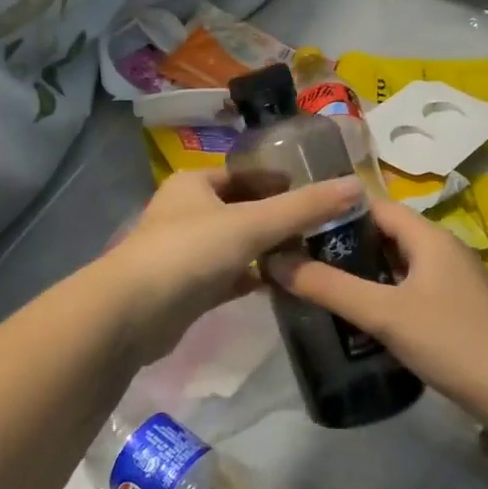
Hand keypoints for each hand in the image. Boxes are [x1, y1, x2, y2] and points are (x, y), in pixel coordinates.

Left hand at [106, 169, 364, 361]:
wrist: (132, 313)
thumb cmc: (189, 252)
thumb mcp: (251, 224)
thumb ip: (303, 208)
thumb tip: (355, 186)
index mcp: (195, 184)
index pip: (247, 174)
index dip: (282, 182)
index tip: (321, 194)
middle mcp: (188, 212)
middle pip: (243, 209)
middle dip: (280, 218)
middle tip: (325, 228)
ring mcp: (186, 251)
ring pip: (238, 245)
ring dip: (269, 250)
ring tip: (314, 255)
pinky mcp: (189, 288)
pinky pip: (230, 276)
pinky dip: (254, 278)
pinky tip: (284, 285)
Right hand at [269, 196, 487, 406]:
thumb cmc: (451, 342)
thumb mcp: (383, 313)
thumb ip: (329, 287)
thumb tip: (276, 261)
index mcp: (429, 236)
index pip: (373, 205)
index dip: (334, 211)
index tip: (297, 225)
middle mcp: (441, 249)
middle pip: (383, 233)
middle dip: (342, 244)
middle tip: (300, 259)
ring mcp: (450, 279)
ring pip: (395, 262)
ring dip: (360, 270)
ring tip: (318, 283)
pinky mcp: (453, 307)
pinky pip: (407, 286)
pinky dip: (380, 292)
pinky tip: (357, 313)